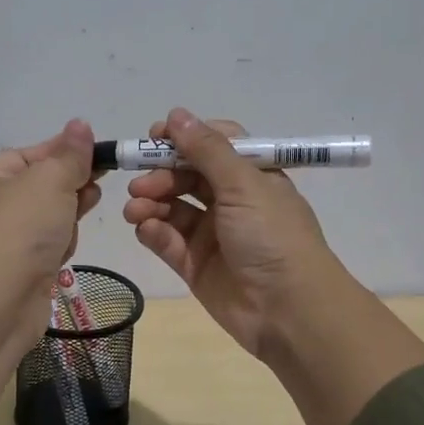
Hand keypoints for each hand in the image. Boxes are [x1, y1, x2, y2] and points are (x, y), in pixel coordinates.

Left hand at [0, 119, 102, 296]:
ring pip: (46, 219)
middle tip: (96, 185)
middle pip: (39, 188)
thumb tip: (80, 125)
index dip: (63, 151)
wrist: (1, 298)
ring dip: (66, 217)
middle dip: (70, 185)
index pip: (28, 155)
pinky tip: (65, 250)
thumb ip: (70, 155)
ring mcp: (2, 243)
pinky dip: (59, 246)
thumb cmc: (22, 227)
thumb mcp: (51, 179)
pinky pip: (46, 248)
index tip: (98, 154)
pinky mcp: (17, 271)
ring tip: (79, 216)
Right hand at [121, 108, 335, 356]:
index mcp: (252, 176)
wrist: (288, 310)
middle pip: (187, 176)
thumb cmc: (272, 237)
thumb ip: (207, 149)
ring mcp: (213, 235)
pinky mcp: (196, 265)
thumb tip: (176, 114)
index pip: (215, 145)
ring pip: (173, 208)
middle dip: (161, 175)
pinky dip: (154, 231)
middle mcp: (232, 201)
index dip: (185, 139)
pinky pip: (168, 241)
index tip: (155, 137)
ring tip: (135, 210)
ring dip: (151, 203)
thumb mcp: (243, 184)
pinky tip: (146, 229)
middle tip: (139, 183)